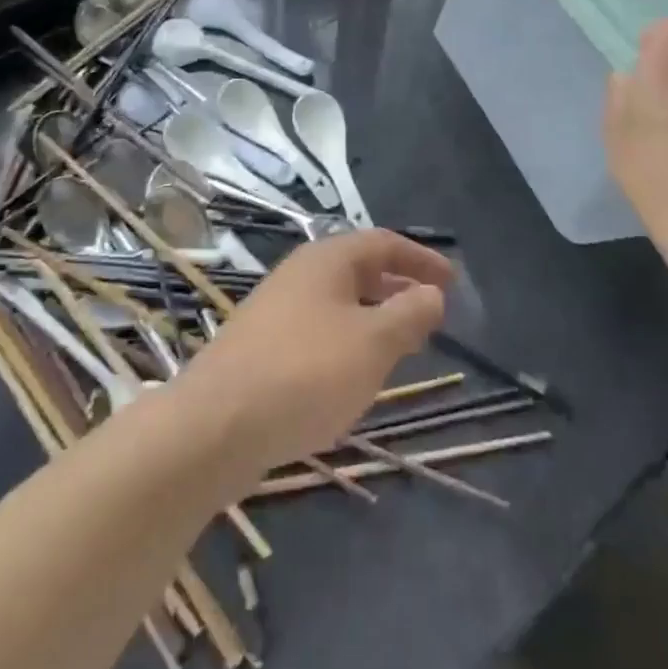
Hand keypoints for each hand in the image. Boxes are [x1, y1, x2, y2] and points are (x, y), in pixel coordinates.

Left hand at [176, 230, 452, 477]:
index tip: (452, 282)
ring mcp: (276, 308)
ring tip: (400, 347)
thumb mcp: (372, 343)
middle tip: (430, 314)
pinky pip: (318, 329)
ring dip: (373, 317)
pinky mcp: (262, 345)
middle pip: (359, 269)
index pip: (384, 243)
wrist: (214, 425)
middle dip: (398, 288)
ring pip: (339, 302)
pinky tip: (352, 375)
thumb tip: (431, 293)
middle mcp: (300, 273)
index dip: (422, 259)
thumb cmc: (305, 373)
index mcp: (327, 259)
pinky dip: (347, 340)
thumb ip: (409, 314)